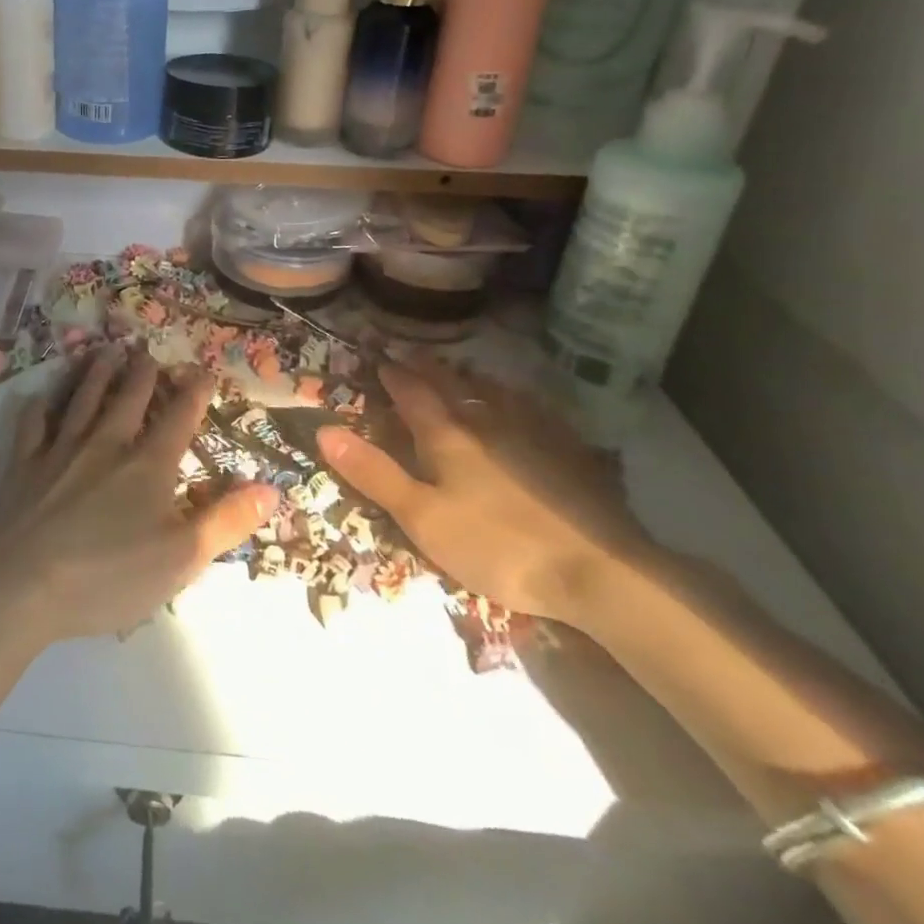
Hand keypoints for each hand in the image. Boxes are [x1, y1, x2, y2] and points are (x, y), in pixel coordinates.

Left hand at [0, 348, 278, 644]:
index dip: (196, 392)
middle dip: (143, 372)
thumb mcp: (183, 558)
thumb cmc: (109, 576)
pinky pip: (32, 424)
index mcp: (148, 465)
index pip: (179, 418)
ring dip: (97, 374)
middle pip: (129, 398)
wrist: (23, 586)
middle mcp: (106, 444)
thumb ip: (227, 521)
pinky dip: (38, 407)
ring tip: (106, 351)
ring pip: (83, 399)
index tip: (204, 370)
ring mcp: (61, 450)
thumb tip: (272, 487)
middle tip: (147, 350)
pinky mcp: (24, 464)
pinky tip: (39, 398)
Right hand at [317, 359, 650, 624]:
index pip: (412, 395)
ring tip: (463, 372)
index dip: (393, 376)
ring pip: (496, 394)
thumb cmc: (498, 546)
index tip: (379, 357)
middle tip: (412, 353)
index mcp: (448, 437)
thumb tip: (325, 429)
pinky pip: (538, 413)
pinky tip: (527, 406)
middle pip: (452, 387)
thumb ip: (374, 473)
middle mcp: (487, 423)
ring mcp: (534, 434)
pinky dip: (521, 401)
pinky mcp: (571, 454)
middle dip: (428, 369)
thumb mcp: (422, 518)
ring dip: (472, 379)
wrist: (599, 569)